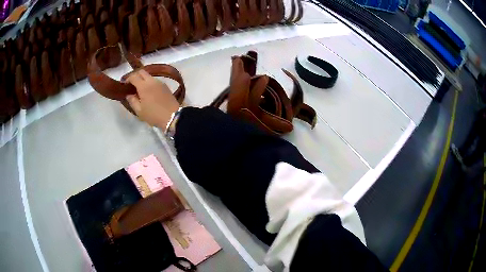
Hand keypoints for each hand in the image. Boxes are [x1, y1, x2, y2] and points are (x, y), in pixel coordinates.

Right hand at [125, 69, 179, 127]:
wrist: (173, 116)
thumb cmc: (153, 115)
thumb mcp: (139, 111)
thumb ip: (132, 101)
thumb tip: (129, 94)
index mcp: (144, 86)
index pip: (134, 76)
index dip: (127, 79)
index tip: (125, 85)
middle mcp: (152, 81)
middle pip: (142, 72)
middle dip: (135, 76)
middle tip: (131, 85)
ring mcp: (160, 82)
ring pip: (149, 76)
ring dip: (142, 79)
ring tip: (139, 89)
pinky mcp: (165, 86)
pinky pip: (154, 80)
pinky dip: (149, 82)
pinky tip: (148, 91)